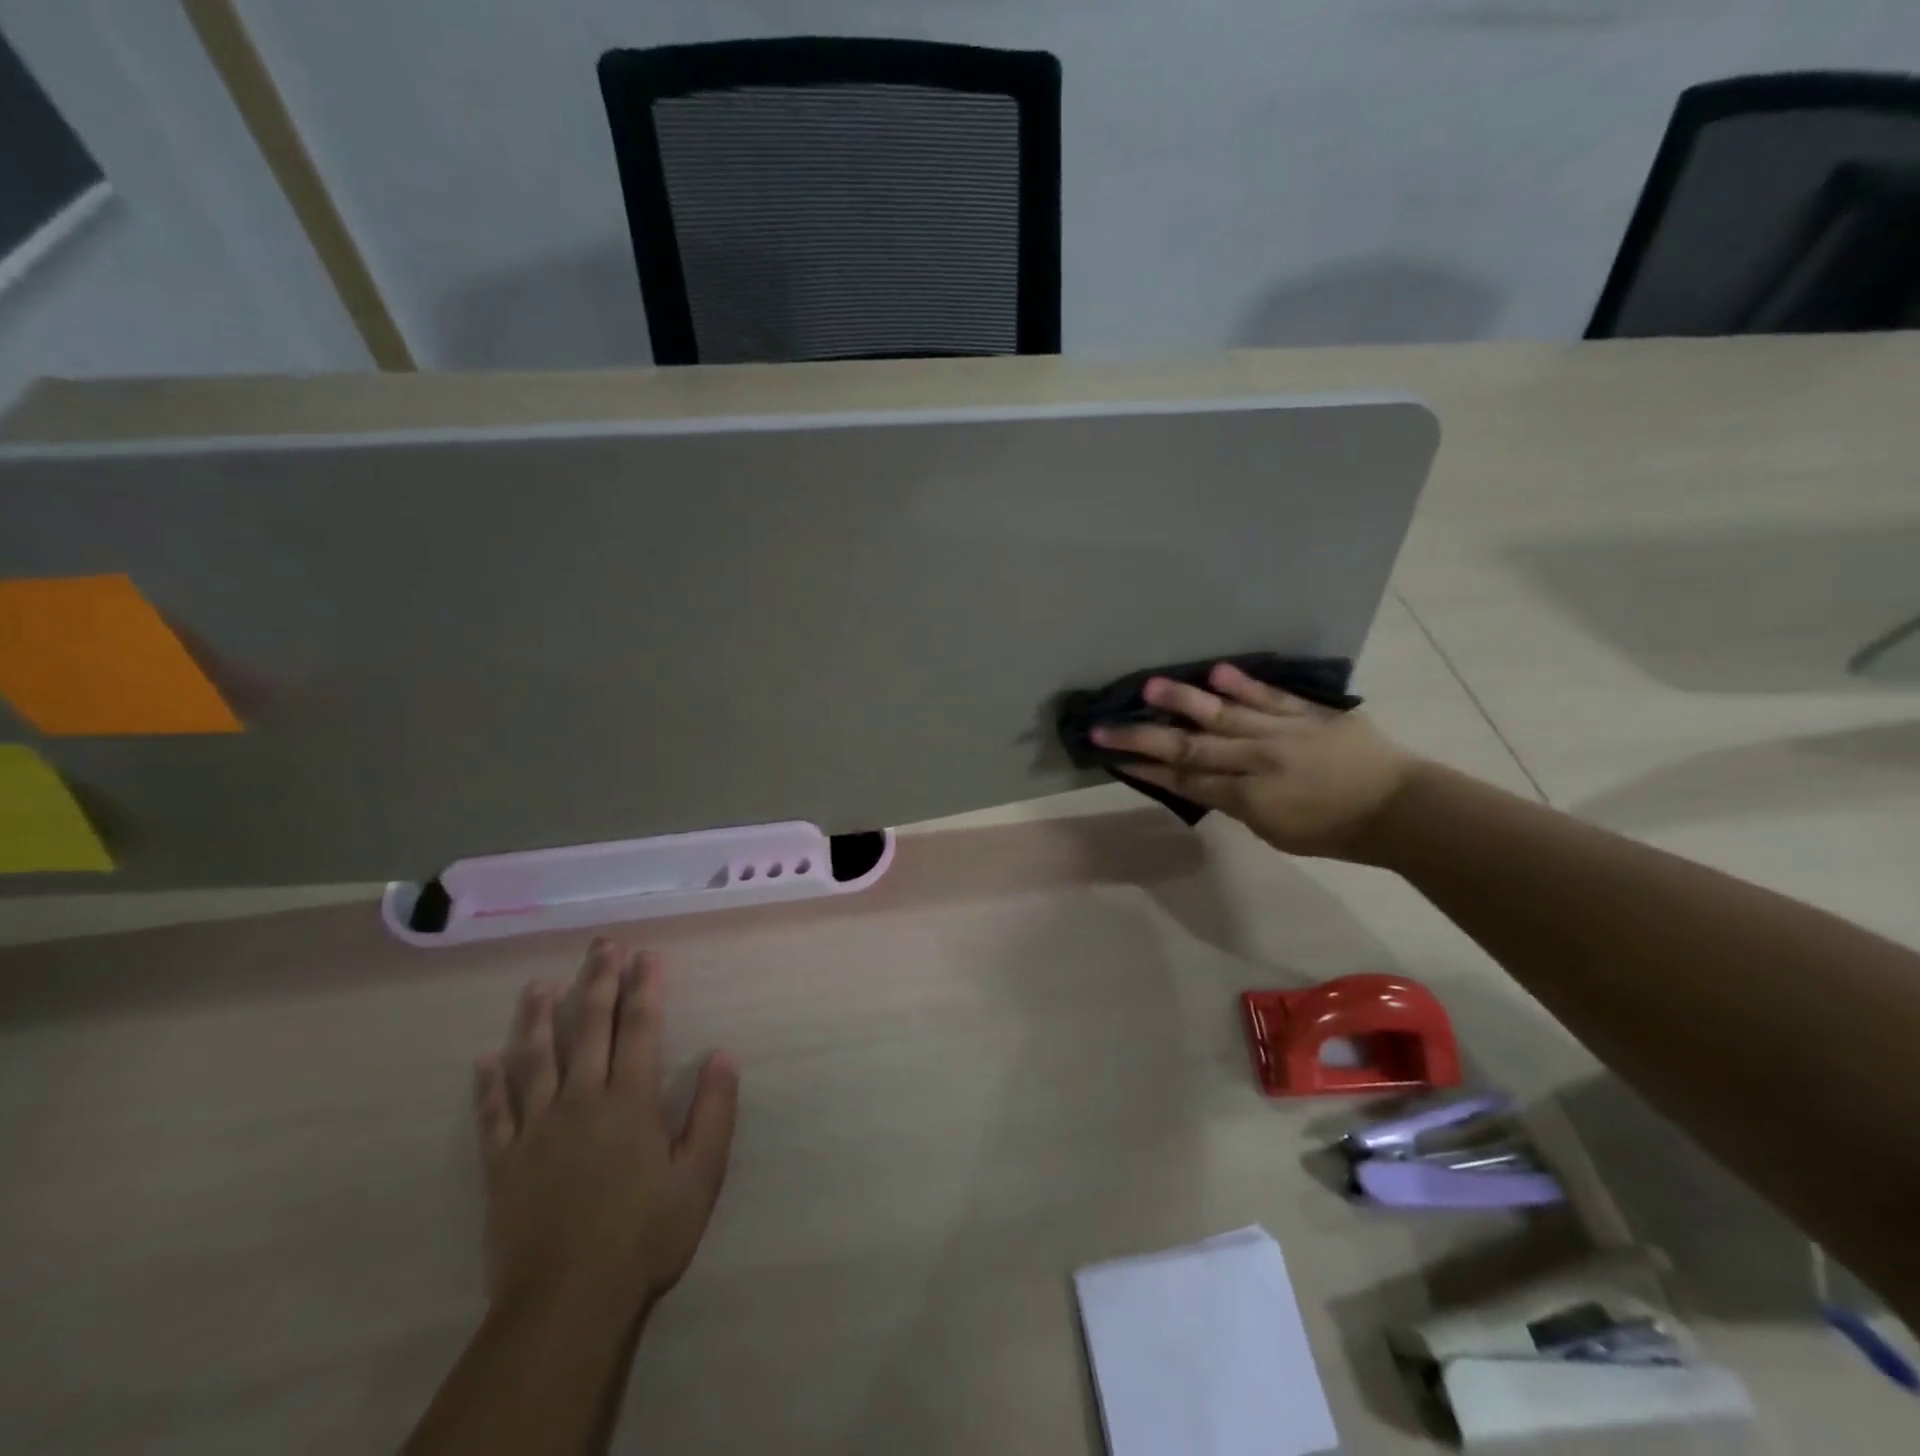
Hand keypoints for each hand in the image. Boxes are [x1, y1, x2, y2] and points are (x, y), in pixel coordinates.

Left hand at [472, 941, 739, 1320]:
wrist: (567, 1304)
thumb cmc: (645, 1235)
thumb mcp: (700, 1175)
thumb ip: (714, 1111)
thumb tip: (724, 1054)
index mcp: (631, 1101)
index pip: (641, 1028)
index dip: (645, 987)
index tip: (647, 954)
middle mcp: (582, 1100)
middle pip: (588, 1028)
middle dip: (598, 982)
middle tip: (602, 946)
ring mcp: (537, 1130)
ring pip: (534, 1060)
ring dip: (536, 1018)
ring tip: (537, 985)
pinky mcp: (504, 1164)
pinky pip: (494, 1116)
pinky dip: (488, 1087)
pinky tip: (483, 1061)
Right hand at [1090, 661, 1422, 862]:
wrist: (1400, 811)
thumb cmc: (1334, 832)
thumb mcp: (1275, 832)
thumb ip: (1237, 803)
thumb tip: (1204, 779)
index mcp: (1248, 798)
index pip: (1185, 780)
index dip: (1145, 768)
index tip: (1110, 756)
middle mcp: (1257, 761)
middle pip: (1190, 748)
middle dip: (1142, 737)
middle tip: (1103, 726)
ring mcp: (1283, 732)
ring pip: (1224, 715)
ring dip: (1184, 701)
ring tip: (1150, 685)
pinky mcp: (1309, 713)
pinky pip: (1272, 696)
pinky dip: (1245, 685)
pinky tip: (1216, 671)